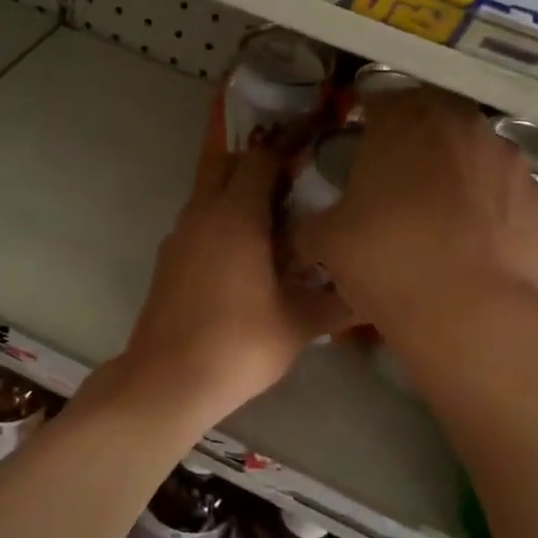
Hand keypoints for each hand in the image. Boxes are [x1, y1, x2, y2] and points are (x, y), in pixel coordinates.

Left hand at [114, 140, 352, 430]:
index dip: (288, 158)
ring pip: (208, 195)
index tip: (314, 174)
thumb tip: (370, 292)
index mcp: (235, 214)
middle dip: (256, 167)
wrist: (168, 379)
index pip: (260, 158)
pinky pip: (198, 224)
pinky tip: (243, 262)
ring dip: (236, 198)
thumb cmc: (238, 343)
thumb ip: (338, 302)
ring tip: (274, 229)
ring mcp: (178, 235)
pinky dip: (219, 226)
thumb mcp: (299, 324)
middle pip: (225, 164)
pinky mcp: (167, 259)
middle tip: (291, 192)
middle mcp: (202, 213)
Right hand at [293, 87, 537, 332]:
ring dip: (450, 167)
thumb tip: (307, 228)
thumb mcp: (324, 240)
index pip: (379, 99)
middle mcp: (459, 122)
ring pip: (468, 149)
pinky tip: (467, 236)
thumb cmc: (386, 259)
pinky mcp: (536, 195)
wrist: (471, 313)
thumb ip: (310, 222)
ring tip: (433, 212)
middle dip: (411, 139)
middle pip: (429, 117)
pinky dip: (482, 199)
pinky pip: (498, 185)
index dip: (365, 121)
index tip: (357, 146)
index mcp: (403, 118)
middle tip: (392, 177)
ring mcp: (505, 156)